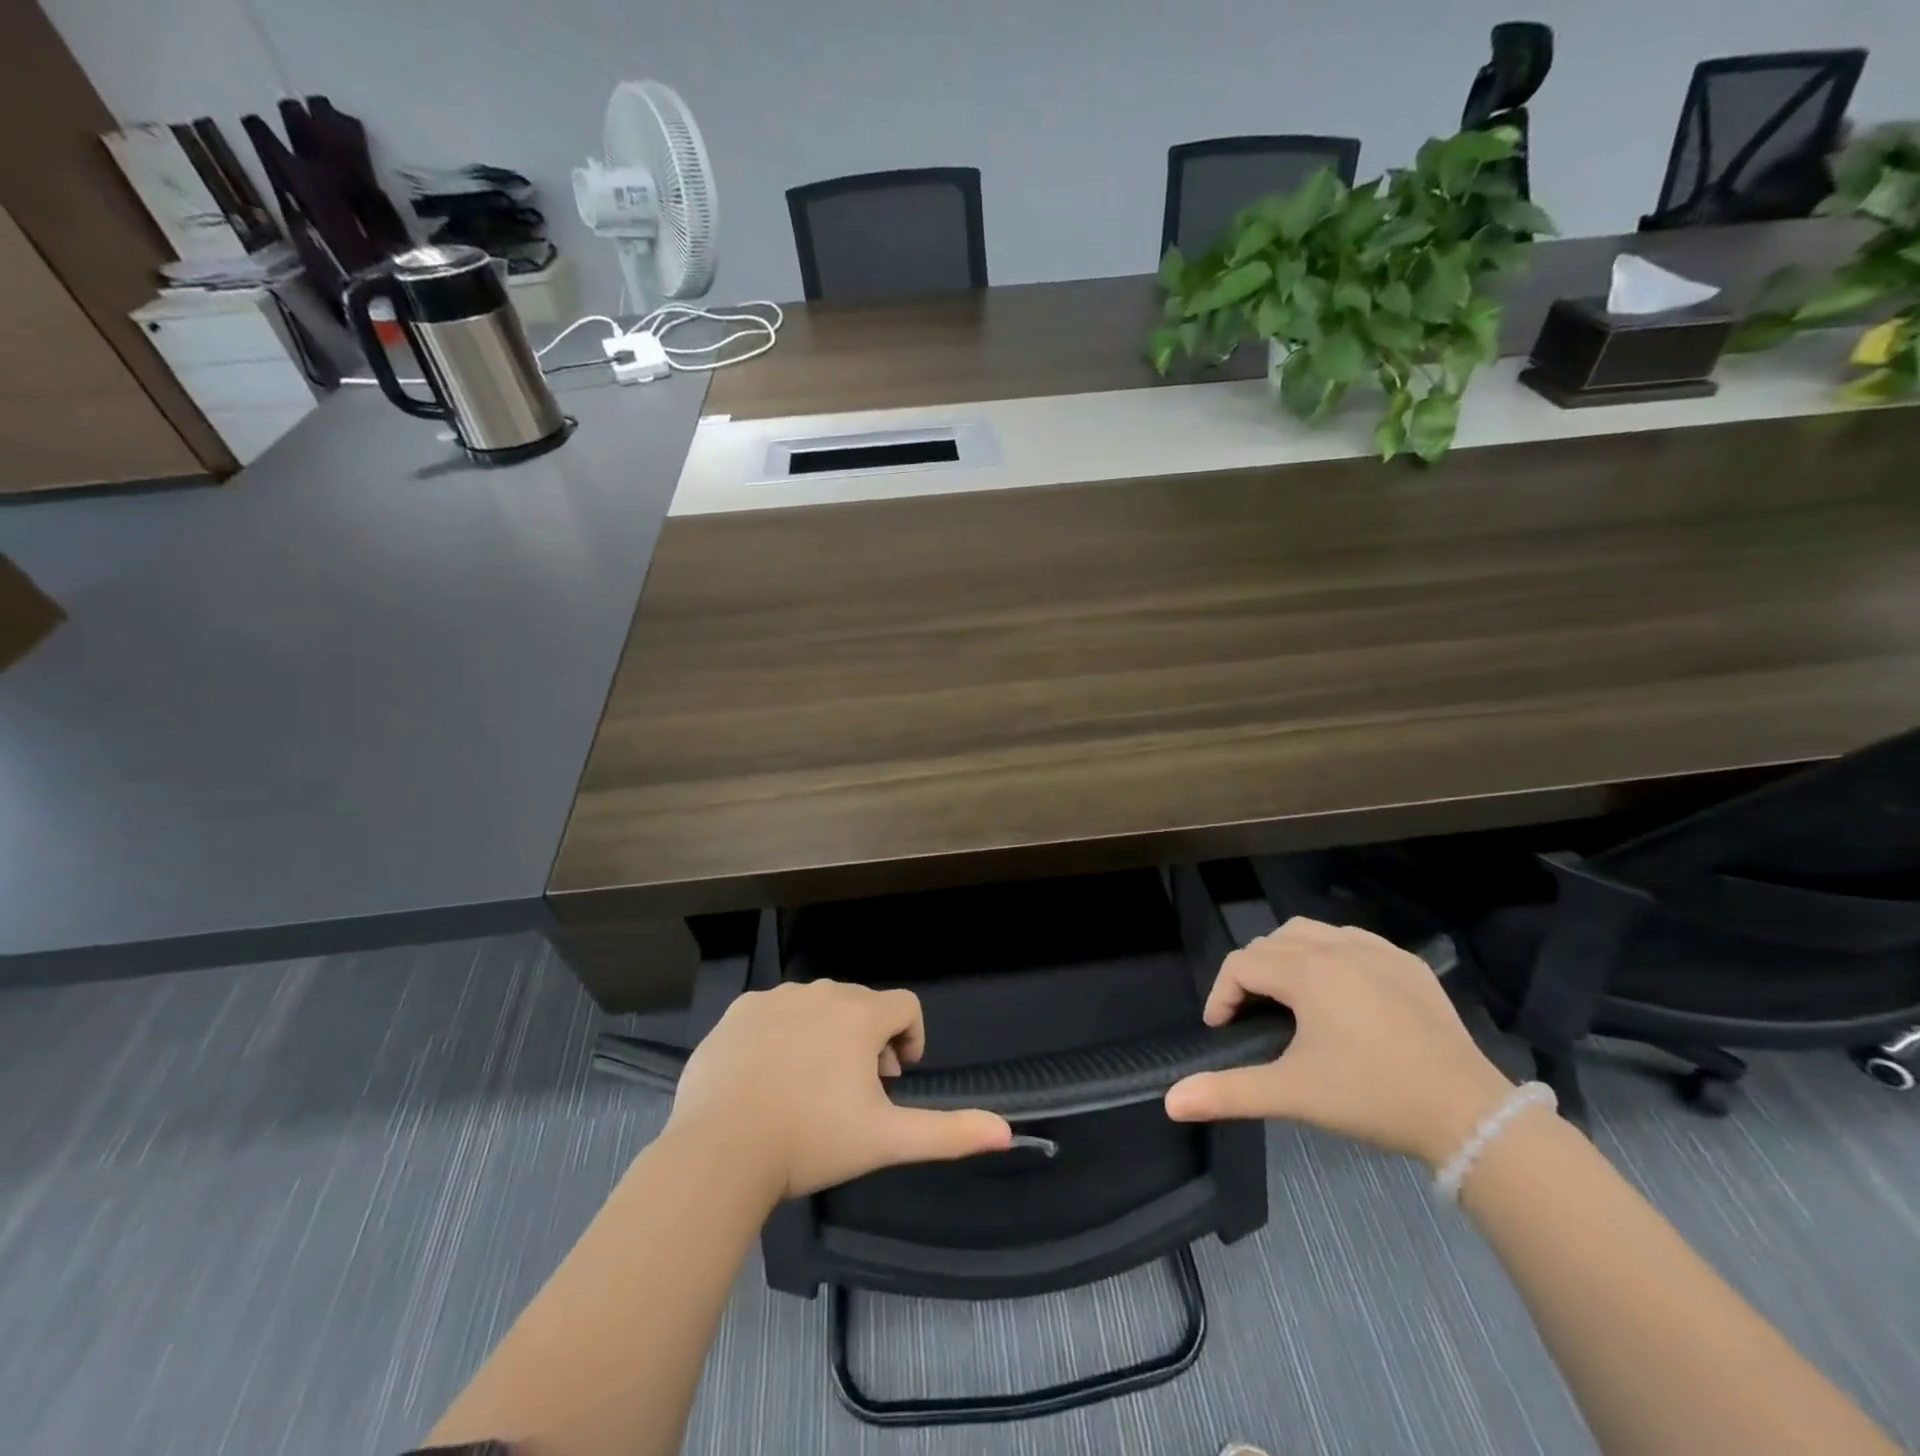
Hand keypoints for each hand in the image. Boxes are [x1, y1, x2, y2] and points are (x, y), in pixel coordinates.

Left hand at [663, 980, 1012, 1199]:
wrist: (720, 1150)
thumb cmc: (811, 1140)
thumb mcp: (886, 1140)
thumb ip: (948, 1132)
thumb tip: (1006, 1133)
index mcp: (860, 1014)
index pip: (905, 1006)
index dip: (910, 1039)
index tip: (896, 1078)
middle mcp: (820, 992)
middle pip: (861, 1005)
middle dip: (868, 1040)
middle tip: (855, 1091)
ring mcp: (775, 998)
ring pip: (817, 1006)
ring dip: (826, 1035)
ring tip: (811, 1086)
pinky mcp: (737, 1012)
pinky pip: (774, 1013)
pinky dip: (783, 1035)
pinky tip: (770, 1077)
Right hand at [1164, 918, 1514, 1166]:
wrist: (1468, 1114)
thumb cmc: (1371, 1096)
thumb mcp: (1292, 1094)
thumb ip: (1228, 1092)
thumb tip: (1169, 1101)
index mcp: (1306, 972)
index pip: (1242, 964)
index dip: (1221, 994)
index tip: (1221, 1030)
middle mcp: (1338, 947)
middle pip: (1271, 942)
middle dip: (1252, 974)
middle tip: (1252, 1016)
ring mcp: (1378, 951)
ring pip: (1312, 932)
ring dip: (1288, 956)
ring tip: (1290, 997)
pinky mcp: (1408, 964)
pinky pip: (1353, 940)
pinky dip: (1331, 954)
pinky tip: (1340, 989)